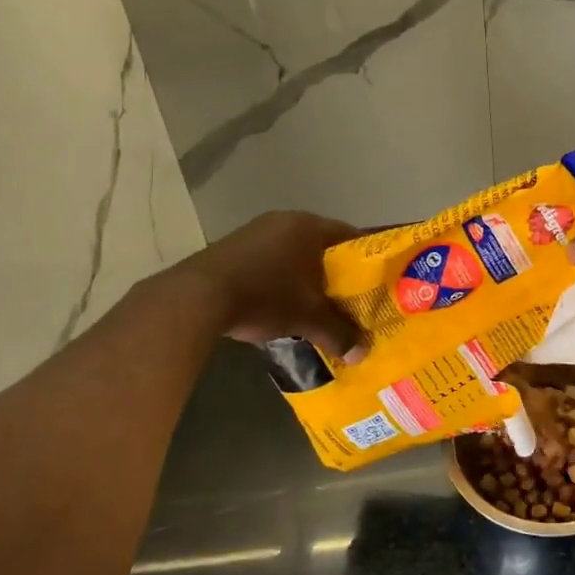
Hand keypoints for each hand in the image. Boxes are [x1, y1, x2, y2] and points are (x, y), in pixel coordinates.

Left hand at [179, 211, 360, 358]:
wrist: (198, 297)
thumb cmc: (266, 296)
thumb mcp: (308, 318)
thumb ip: (339, 333)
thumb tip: (362, 354)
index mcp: (310, 227)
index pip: (351, 236)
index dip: (367, 259)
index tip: (376, 280)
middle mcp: (285, 220)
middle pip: (322, 245)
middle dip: (336, 271)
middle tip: (349, 296)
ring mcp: (256, 231)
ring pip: (294, 252)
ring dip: (305, 275)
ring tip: (316, 302)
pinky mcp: (233, 247)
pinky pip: (270, 259)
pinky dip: (280, 277)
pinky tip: (280, 301)